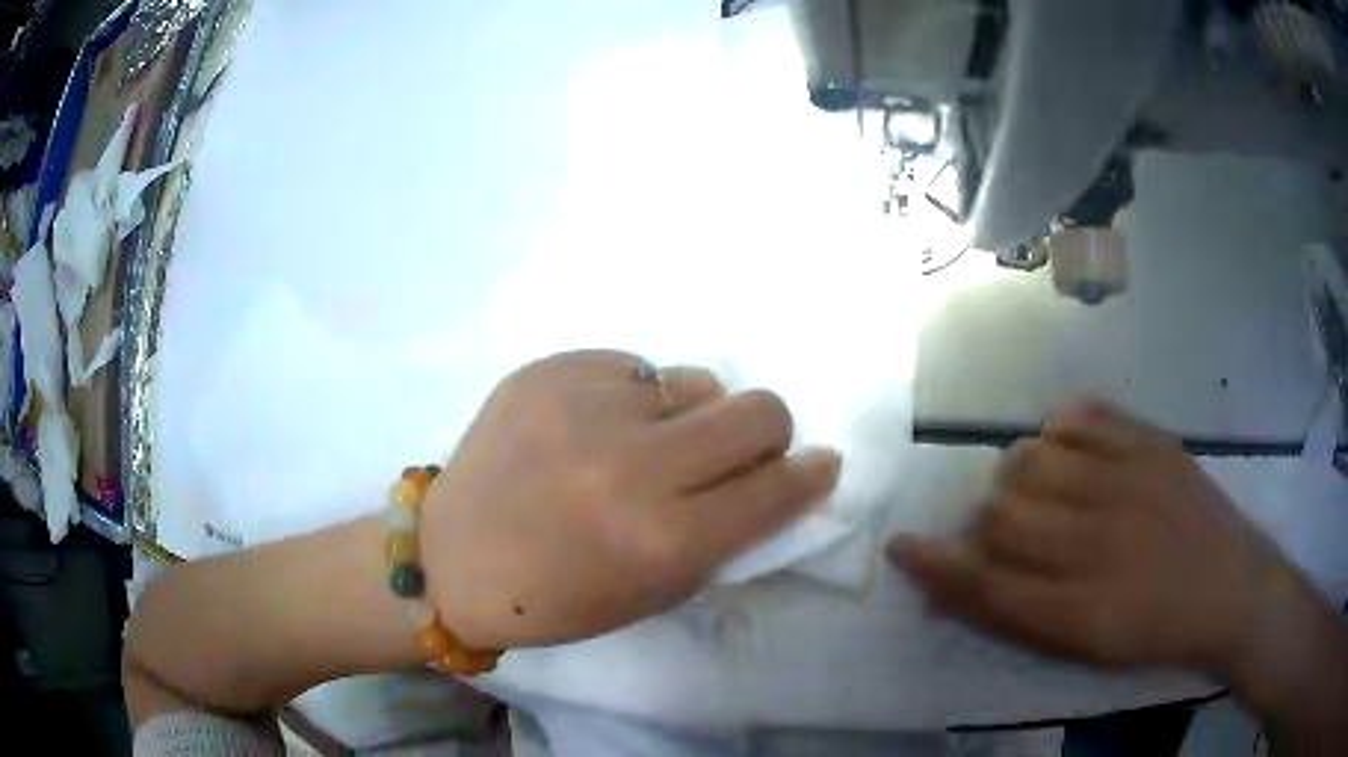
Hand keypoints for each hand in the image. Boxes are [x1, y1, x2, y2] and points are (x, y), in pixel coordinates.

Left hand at [421, 351, 840, 648]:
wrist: (452, 557)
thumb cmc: (557, 598)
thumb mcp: (655, 592)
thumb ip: (725, 535)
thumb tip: (775, 476)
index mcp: (663, 538)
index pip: (777, 488)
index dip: (810, 475)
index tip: (817, 465)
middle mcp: (633, 464)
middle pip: (758, 410)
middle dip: (765, 432)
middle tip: (735, 451)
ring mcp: (586, 405)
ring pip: (697, 380)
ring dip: (690, 415)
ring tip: (646, 443)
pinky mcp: (550, 370)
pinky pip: (633, 368)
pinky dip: (631, 399)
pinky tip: (594, 427)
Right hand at [889, 402, 1297, 674]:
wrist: (1231, 589)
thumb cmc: (1153, 634)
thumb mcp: (1085, 650)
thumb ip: (1019, 618)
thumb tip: (957, 587)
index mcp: (1080, 609)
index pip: (986, 582)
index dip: (937, 564)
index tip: (904, 545)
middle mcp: (1099, 542)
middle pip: (1003, 511)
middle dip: (986, 521)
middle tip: (1005, 530)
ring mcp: (1130, 483)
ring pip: (1035, 456)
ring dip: (1021, 472)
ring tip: (1041, 485)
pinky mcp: (1154, 445)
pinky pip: (1086, 416)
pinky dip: (1062, 427)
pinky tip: (1067, 443)